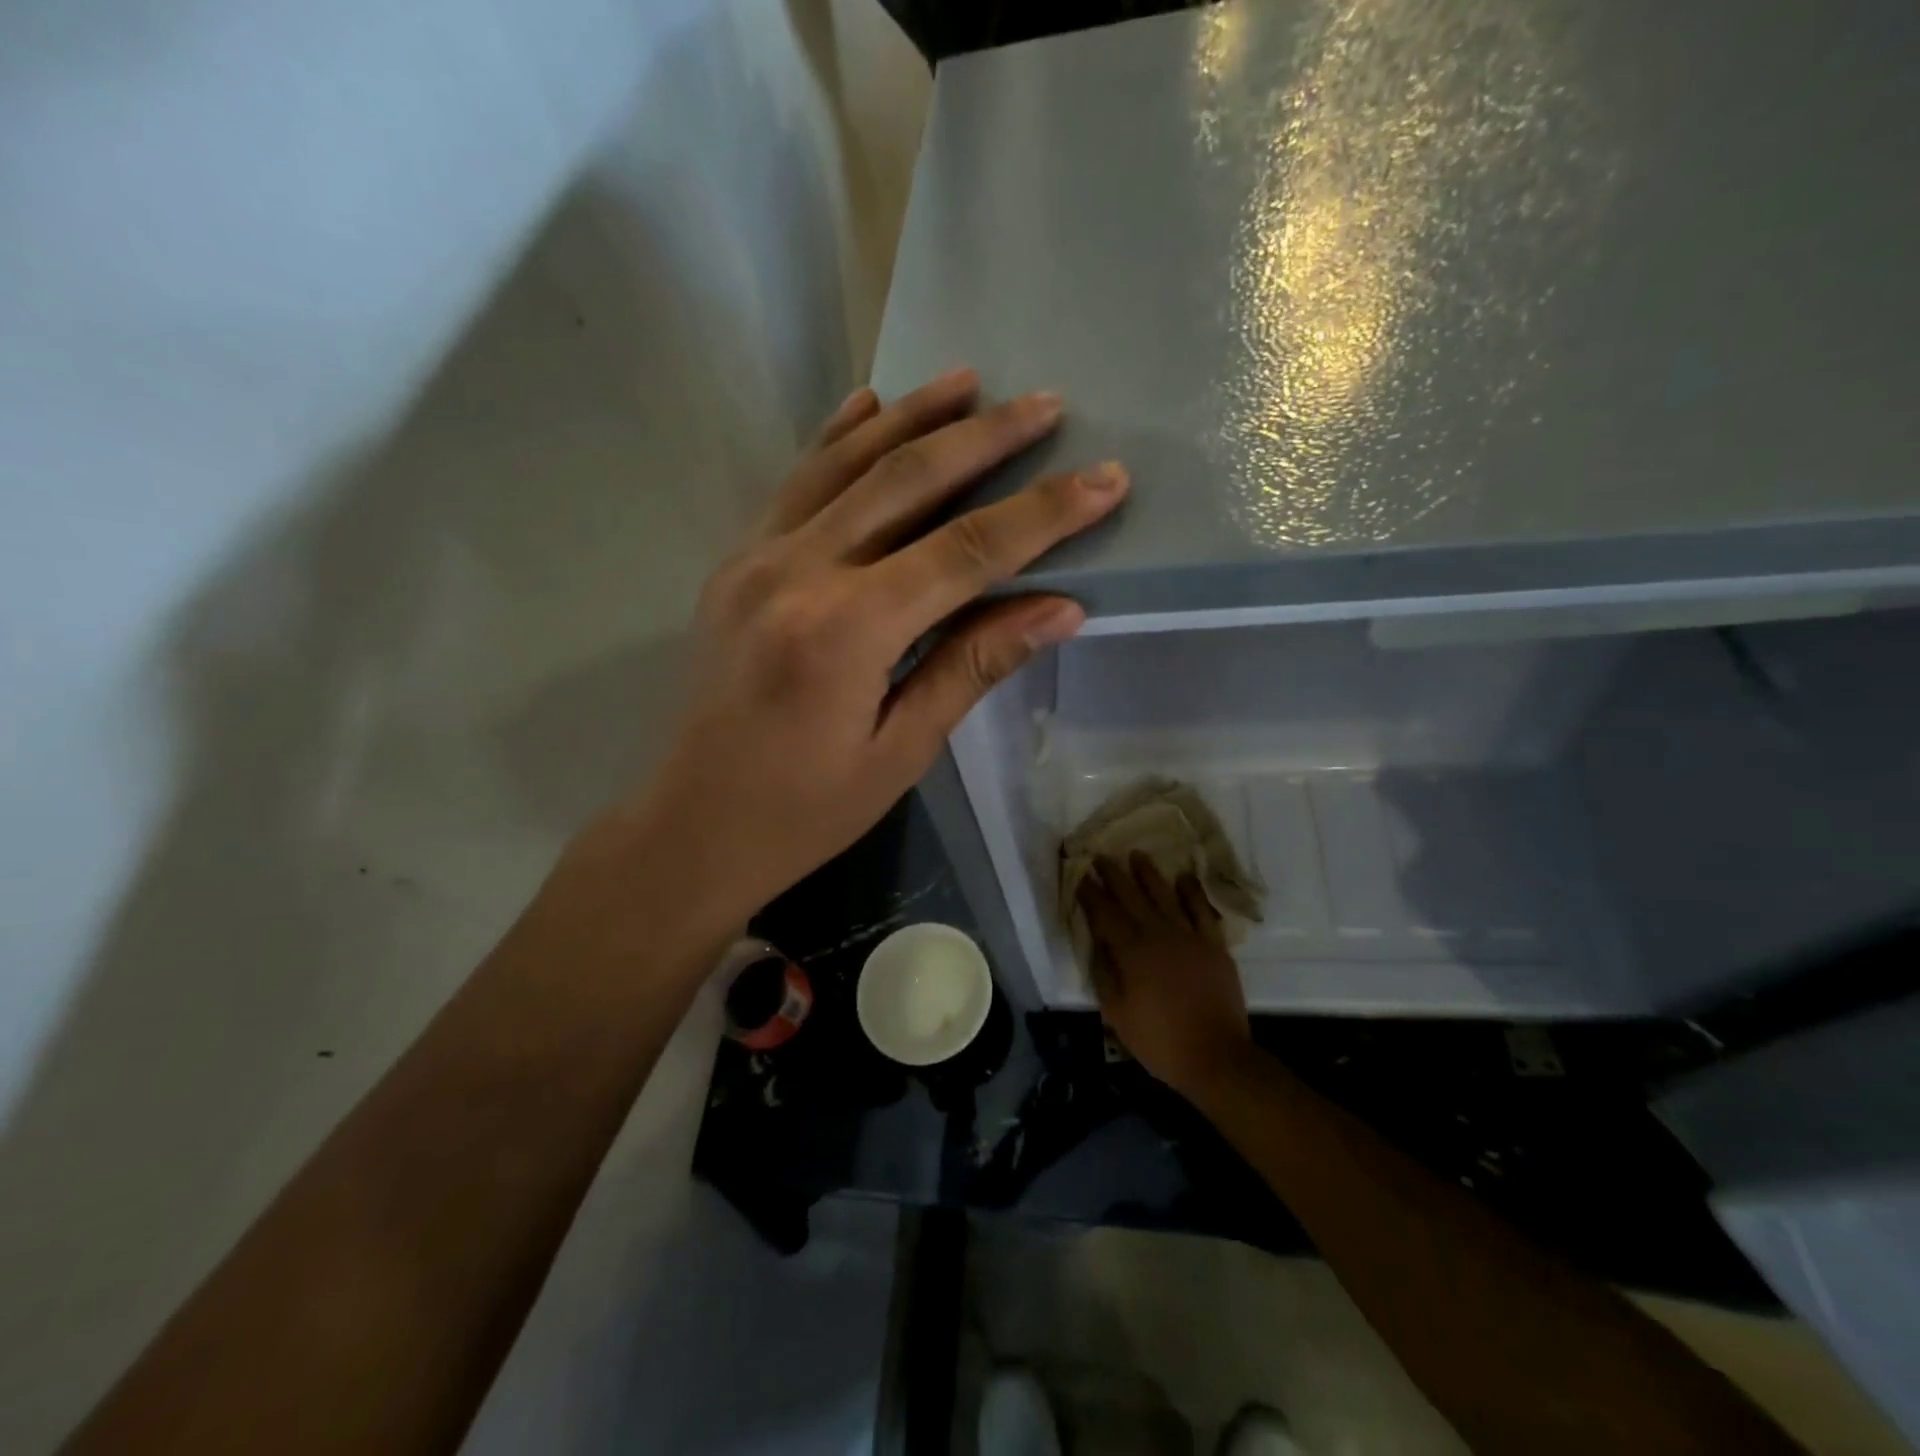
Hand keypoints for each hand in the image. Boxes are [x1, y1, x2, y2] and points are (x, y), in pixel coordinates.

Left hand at [612, 368, 1127, 939]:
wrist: (693, 827)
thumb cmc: (805, 810)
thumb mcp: (901, 750)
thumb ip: (973, 666)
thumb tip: (1060, 608)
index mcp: (845, 630)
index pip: (965, 551)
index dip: (1042, 514)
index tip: (1104, 479)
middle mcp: (797, 572)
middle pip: (906, 481)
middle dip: (985, 438)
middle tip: (1046, 403)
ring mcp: (755, 559)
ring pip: (845, 464)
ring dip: (911, 417)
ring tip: (969, 381)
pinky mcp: (735, 564)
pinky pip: (793, 485)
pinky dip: (835, 439)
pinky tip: (868, 404)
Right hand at [1079, 852, 1254, 1098]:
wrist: (1216, 1057)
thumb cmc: (1160, 1040)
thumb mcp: (1117, 1015)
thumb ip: (1104, 975)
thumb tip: (1097, 943)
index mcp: (1131, 953)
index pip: (1105, 914)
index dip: (1091, 893)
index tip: (1081, 875)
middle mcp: (1158, 935)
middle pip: (1132, 897)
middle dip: (1114, 875)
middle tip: (1101, 857)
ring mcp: (1189, 937)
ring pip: (1165, 896)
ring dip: (1149, 874)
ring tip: (1137, 855)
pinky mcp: (1213, 945)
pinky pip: (1201, 911)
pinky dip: (1192, 892)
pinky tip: (1184, 877)